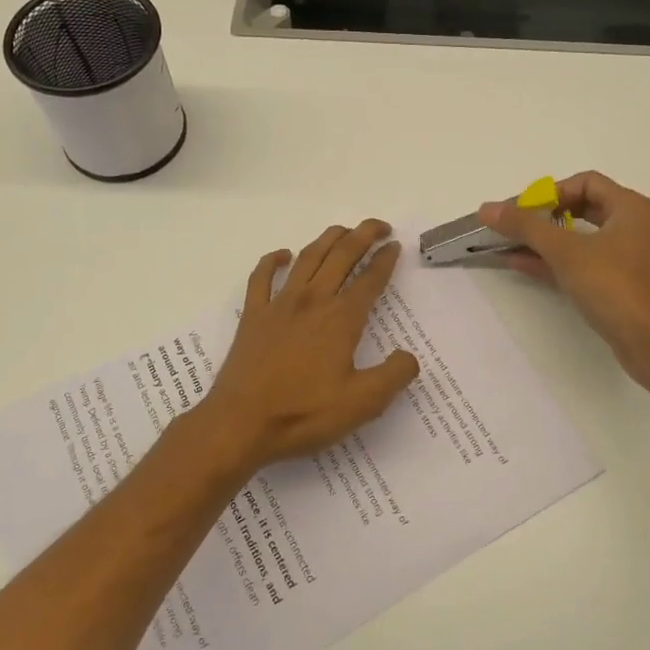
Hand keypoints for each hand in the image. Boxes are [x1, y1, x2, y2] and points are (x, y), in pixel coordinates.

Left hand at [196, 219, 421, 472]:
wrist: (241, 423)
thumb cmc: (303, 413)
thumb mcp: (363, 403)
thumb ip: (394, 375)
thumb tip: (409, 356)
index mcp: (341, 319)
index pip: (370, 279)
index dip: (385, 260)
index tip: (395, 246)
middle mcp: (312, 301)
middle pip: (341, 256)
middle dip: (363, 235)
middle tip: (379, 226)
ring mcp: (279, 305)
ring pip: (307, 258)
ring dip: (328, 239)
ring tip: (343, 231)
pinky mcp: (253, 316)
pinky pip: (261, 277)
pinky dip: (272, 260)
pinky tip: (283, 255)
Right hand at [479, 172, 649, 388]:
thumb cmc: (614, 286)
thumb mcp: (566, 251)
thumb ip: (525, 226)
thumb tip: (486, 208)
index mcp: (629, 207)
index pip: (585, 182)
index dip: (551, 191)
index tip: (524, 210)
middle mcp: (631, 226)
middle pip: (581, 208)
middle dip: (544, 216)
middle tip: (515, 226)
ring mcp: (625, 257)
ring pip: (579, 238)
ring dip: (544, 241)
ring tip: (508, 245)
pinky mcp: (617, 284)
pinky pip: (580, 263)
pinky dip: (553, 262)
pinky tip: (520, 265)